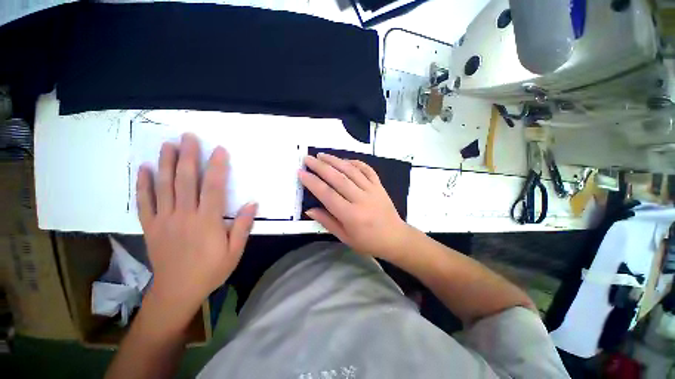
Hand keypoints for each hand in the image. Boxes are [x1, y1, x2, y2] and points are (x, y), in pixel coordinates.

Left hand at [136, 133, 256, 326]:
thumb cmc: (211, 270)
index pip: (213, 187)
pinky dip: (143, 185)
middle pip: (185, 181)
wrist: (177, 291)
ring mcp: (164, 220)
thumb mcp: (235, 251)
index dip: (217, 167)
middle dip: (188, 156)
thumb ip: (242, 226)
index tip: (219, 150)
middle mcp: (184, 215)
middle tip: (188, 137)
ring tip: (168, 145)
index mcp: (207, 221)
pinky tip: (144, 169)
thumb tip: (252, 203)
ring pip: (164, 186)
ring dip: (166, 163)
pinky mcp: (151, 227)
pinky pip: (144, 202)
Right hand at [299, 153, 411, 259]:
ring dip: (335, 160)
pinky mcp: (379, 185)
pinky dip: (355, 162)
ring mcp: (372, 190)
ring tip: (322, 155)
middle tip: (307, 159)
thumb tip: (309, 209)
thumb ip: (326, 222)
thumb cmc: (368, 241)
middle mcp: (361, 199)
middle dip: (320, 166)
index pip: (327, 194)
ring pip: (351, 170)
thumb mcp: (345, 237)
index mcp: (351, 215)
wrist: (395, 238)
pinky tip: (345, 160)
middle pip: (338, 178)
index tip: (301, 172)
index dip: (312, 182)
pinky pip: (367, 169)